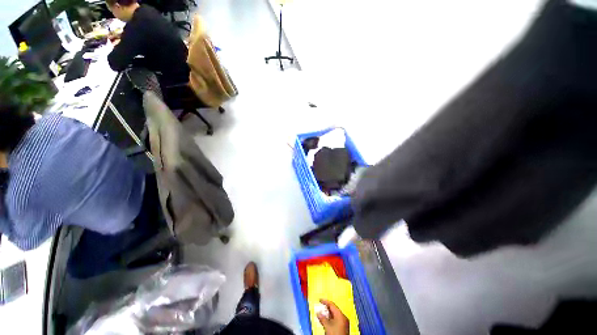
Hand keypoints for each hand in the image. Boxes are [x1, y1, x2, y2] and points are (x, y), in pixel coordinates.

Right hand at [317, 299, 349, 334]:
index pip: (332, 304)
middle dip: (326, 309)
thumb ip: (322, 318)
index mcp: (341, 315)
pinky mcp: (344, 328)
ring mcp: (344, 323)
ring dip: (328, 314)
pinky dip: (331, 319)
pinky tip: (326, 321)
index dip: (325, 301)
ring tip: (322, 314)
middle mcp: (344, 317)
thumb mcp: (327, 326)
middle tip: (320, 307)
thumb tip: (318, 313)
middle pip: (334, 309)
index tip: (320, 300)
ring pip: (335, 315)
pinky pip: (336, 320)